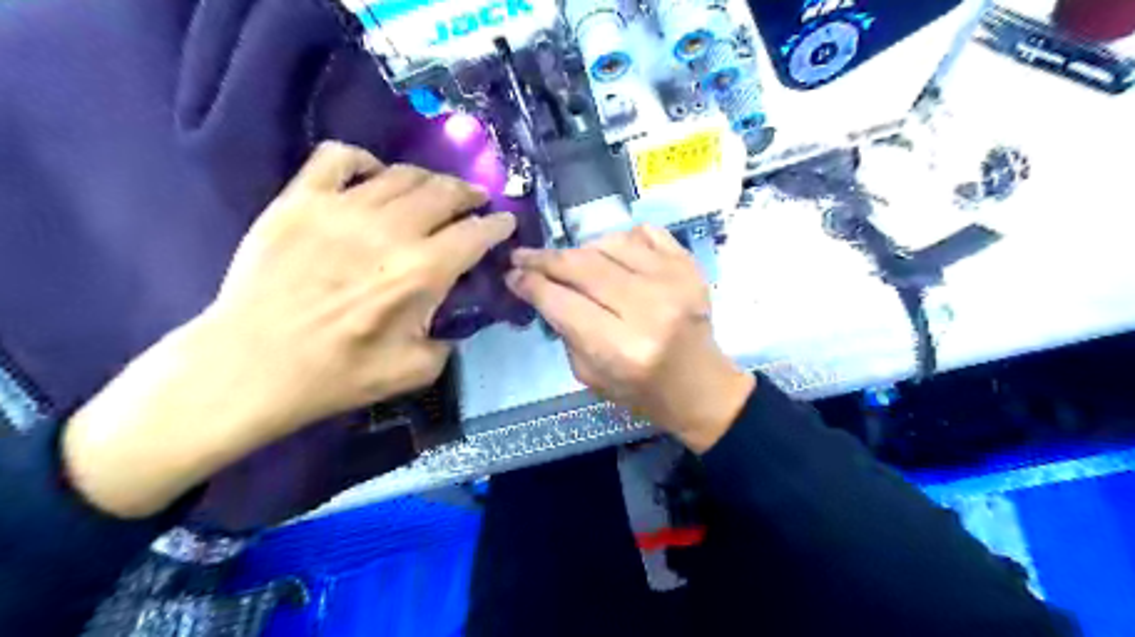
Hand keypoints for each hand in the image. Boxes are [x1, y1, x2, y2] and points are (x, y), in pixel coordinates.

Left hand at [63, 142, 517, 516]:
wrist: (251, 365)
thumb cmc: (337, 375)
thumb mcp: (416, 370)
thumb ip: (450, 339)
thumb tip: (454, 313)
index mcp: (422, 272)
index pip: (475, 234)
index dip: (498, 225)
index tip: (506, 222)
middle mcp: (390, 231)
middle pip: (445, 193)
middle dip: (470, 195)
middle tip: (476, 201)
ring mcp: (342, 209)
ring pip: (402, 173)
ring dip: (430, 180)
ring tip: (435, 190)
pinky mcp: (300, 200)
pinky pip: (338, 157)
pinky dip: (365, 160)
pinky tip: (373, 177)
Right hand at [505, 223, 752, 452]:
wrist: (699, 386)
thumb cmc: (641, 390)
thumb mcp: (589, 376)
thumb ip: (564, 329)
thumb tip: (539, 287)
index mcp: (622, 349)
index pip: (563, 302)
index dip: (531, 284)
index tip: (511, 274)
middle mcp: (649, 310)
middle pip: (583, 266)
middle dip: (545, 259)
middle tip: (524, 256)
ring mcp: (674, 281)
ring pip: (609, 243)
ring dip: (581, 249)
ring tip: (570, 262)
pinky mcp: (689, 266)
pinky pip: (644, 232)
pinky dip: (620, 239)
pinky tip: (611, 255)